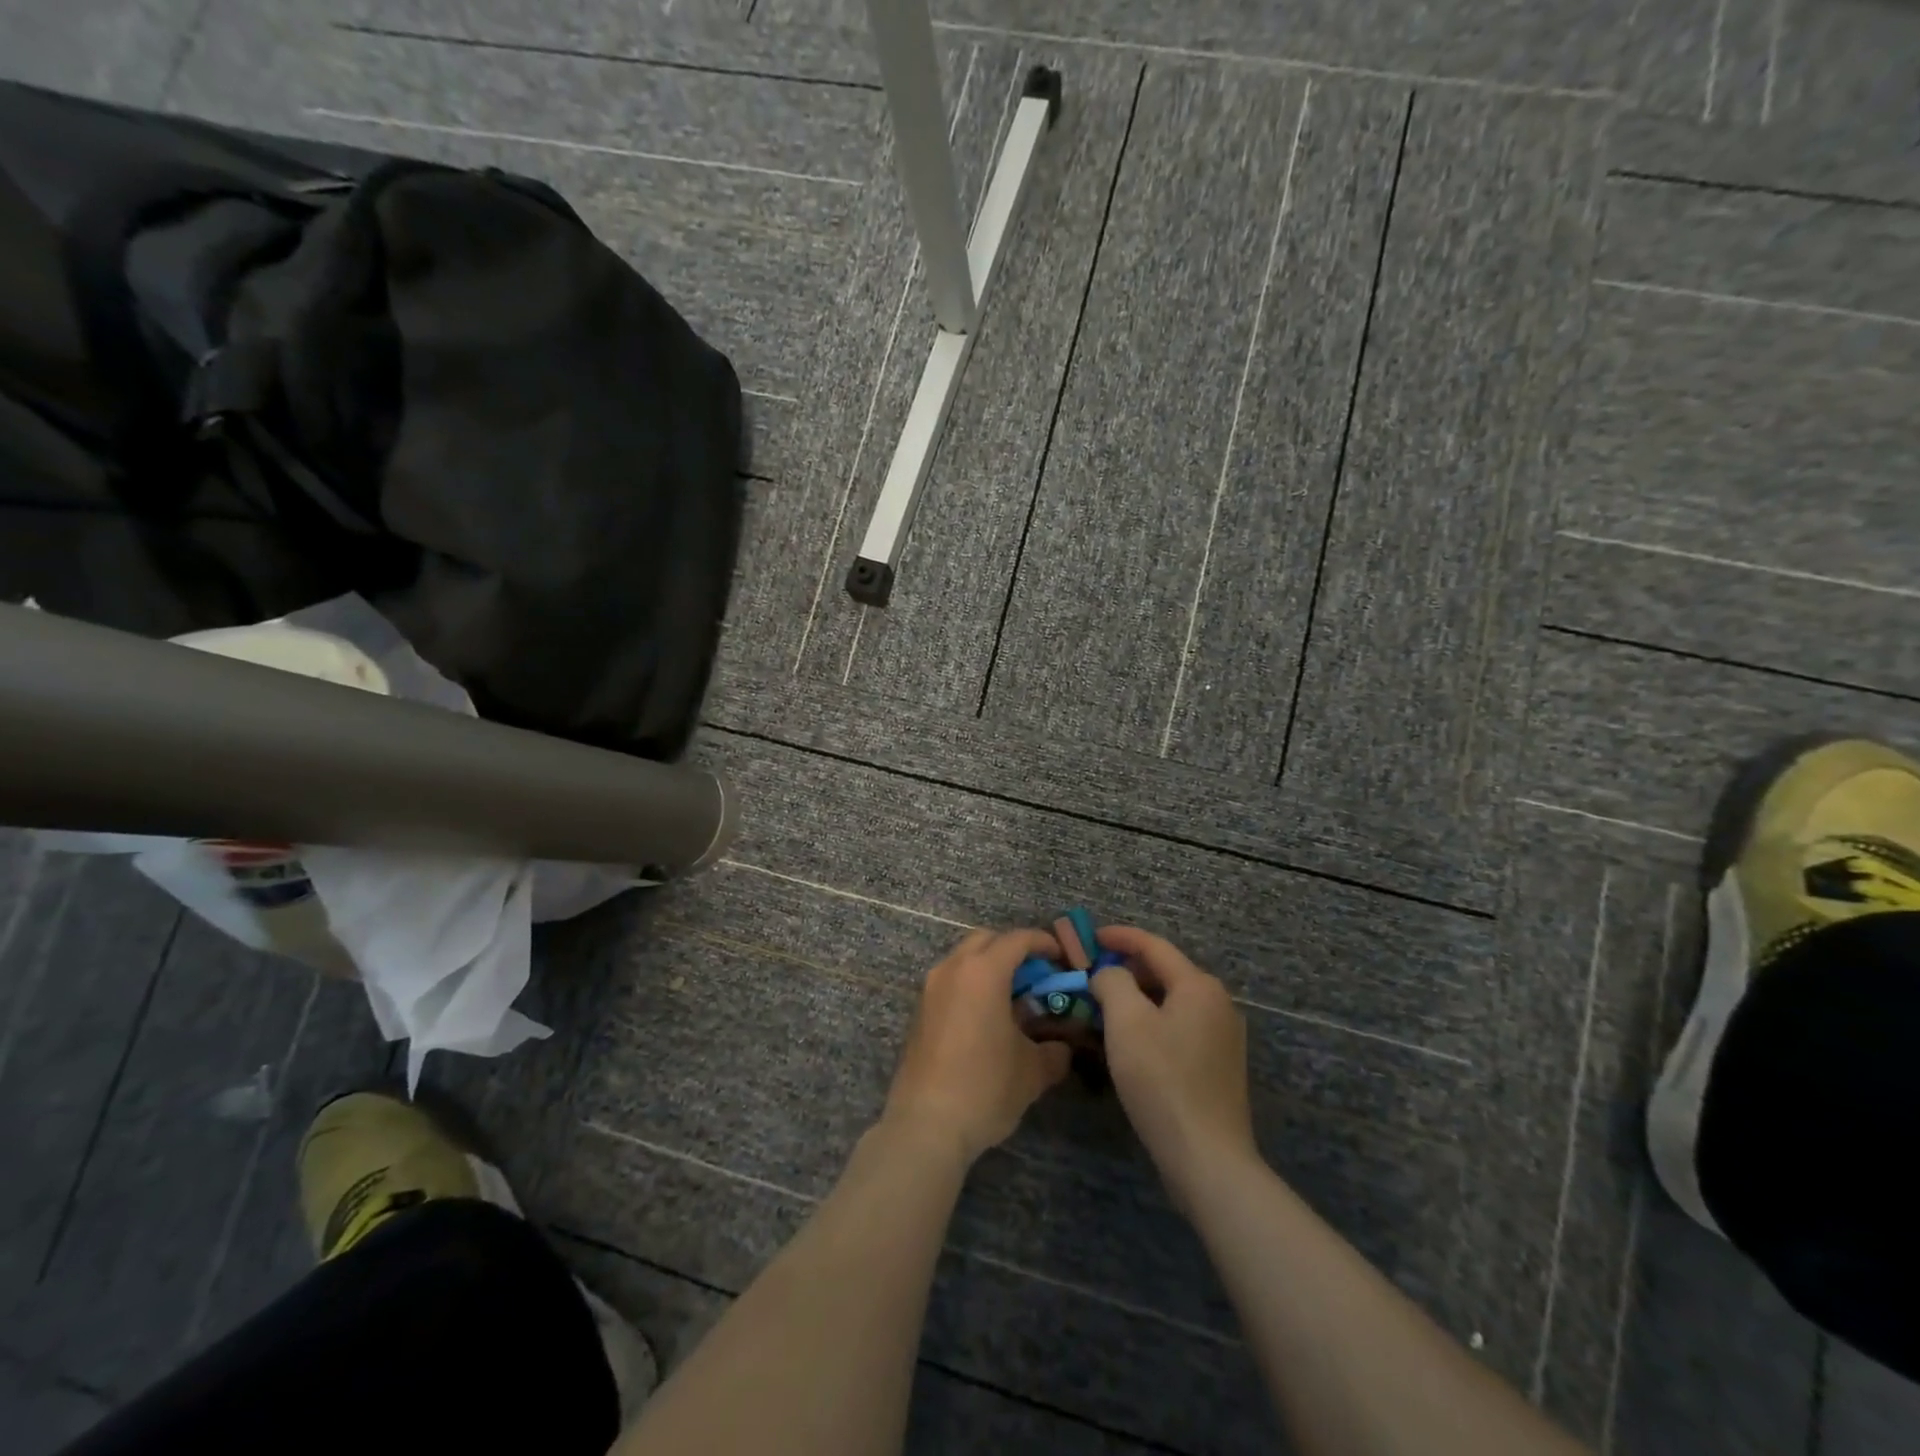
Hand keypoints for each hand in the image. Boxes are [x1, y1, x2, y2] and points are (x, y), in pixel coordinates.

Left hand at [884, 928, 1072, 1164]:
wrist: (925, 1124)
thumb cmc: (985, 1087)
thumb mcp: (1033, 1071)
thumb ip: (1054, 1051)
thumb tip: (1062, 1047)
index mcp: (983, 972)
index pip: (1018, 940)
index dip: (1044, 943)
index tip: (1062, 958)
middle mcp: (953, 969)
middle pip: (986, 940)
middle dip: (1013, 949)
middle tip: (1037, 974)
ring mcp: (931, 989)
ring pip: (964, 959)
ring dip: (989, 967)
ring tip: (1013, 998)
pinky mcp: (919, 1011)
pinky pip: (950, 981)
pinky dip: (971, 986)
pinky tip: (987, 1018)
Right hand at [1090, 926, 1258, 1207]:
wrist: (1207, 1158)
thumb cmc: (1162, 1080)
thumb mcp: (1126, 1022)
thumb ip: (1113, 982)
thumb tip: (1110, 974)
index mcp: (1199, 985)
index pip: (1154, 945)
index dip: (1119, 937)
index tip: (1090, 937)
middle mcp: (1218, 1003)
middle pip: (1165, 971)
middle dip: (1127, 968)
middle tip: (1091, 974)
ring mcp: (1223, 1036)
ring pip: (1171, 1001)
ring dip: (1138, 997)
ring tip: (1104, 1005)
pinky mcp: (1219, 1065)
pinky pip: (1179, 1026)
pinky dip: (1152, 1021)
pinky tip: (1130, 1040)